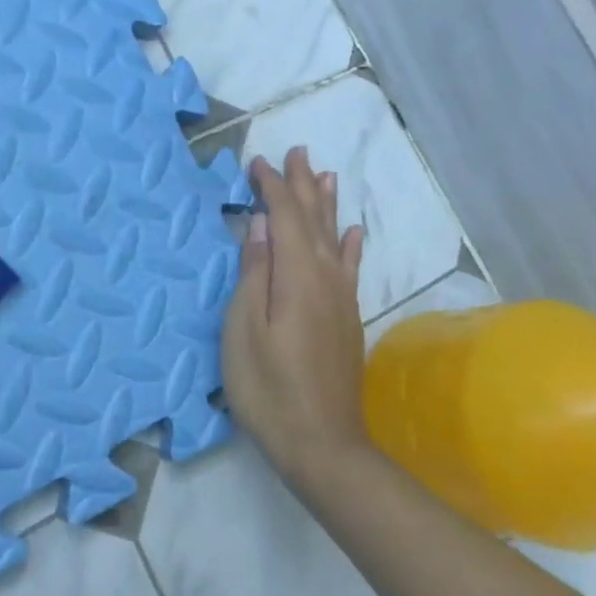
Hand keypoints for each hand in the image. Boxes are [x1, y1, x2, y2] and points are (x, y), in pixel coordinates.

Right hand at [220, 147, 370, 485]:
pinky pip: (350, 267)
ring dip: (327, 204)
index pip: (285, 216)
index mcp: (296, 276)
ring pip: (333, 237)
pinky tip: (352, 232)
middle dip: (303, 184)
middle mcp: (325, 277)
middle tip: (297, 151)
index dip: (272, 186)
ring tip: (325, 174)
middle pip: (314, 219)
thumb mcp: (243, 330)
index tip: (256, 163)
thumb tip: (260, 223)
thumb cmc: (268, 388)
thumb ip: (254, 272)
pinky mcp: (346, 318)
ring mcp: (340, 298)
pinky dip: (350, 244)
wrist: (322, 444)